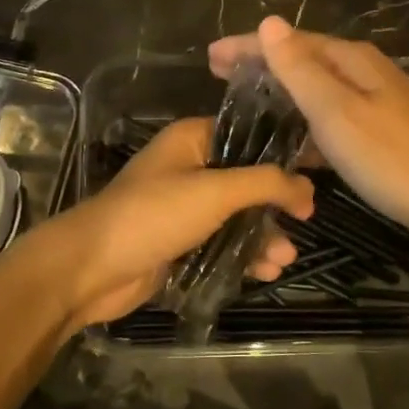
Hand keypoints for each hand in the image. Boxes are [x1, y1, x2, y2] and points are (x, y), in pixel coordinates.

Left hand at [26, 117, 313, 330]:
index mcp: (192, 140)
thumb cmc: (154, 215)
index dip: (282, 152)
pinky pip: (221, 244)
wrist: (91, 267)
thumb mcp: (215, 191)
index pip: (247, 135)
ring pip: (236, 216)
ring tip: (285, 259)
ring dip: (262, 236)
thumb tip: (308, 186)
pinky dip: (243, 256)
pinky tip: (265, 272)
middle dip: (275, 204)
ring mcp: (182, 207)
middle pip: (246, 180)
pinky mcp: (179, 242)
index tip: (317, 170)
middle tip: (306, 220)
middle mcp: (188, 167)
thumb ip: (266, 184)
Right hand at [209, 17, 408, 249]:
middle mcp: (365, 73)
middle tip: (218, 75)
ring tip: (245, 106)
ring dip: (281, 95)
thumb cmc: (391, 158)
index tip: (210, 56)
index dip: (249, 46)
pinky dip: (304, 124)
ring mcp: (377, 103)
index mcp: (352, 60)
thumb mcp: (337, 112)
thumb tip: (269, 22)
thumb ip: (300, 69)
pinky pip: (330, 119)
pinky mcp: (382, 134)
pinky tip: (289, 145)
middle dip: (261, 65)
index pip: (290, 42)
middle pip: (304, 61)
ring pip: (317, 91)